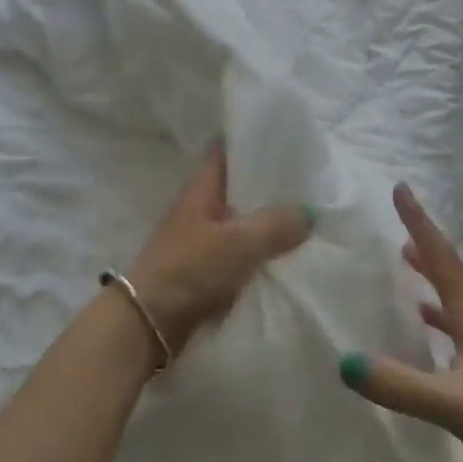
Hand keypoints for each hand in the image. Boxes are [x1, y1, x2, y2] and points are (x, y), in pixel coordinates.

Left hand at [125, 144, 312, 356]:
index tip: (287, 138)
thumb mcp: (239, 243)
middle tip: (312, 180)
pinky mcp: (206, 268)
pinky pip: (241, 251)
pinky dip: (261, 250)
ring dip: (269, 220)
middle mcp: (201, 207)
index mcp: (202, 187)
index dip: (253, 141)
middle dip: (271, 185)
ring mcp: (203, 238)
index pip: (227, 151)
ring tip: (310, 215)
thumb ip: (276, 225)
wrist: (150, 322)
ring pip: (243, 220)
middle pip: (239, 187)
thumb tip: (309, 214)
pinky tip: (289, 253)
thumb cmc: (190, 269)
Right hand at [338, 183, 462, 461]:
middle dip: (425, 253)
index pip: (442, 259)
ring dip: (432, 289)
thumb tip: (345, 362)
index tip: (401, 188)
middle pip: (450, 278)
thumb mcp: (456, 404)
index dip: (419, 223)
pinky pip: (460, 340)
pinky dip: (440, 330)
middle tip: (399, 237)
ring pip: (456, 309)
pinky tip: (431, 348)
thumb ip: (401, 386)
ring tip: (408, 281)